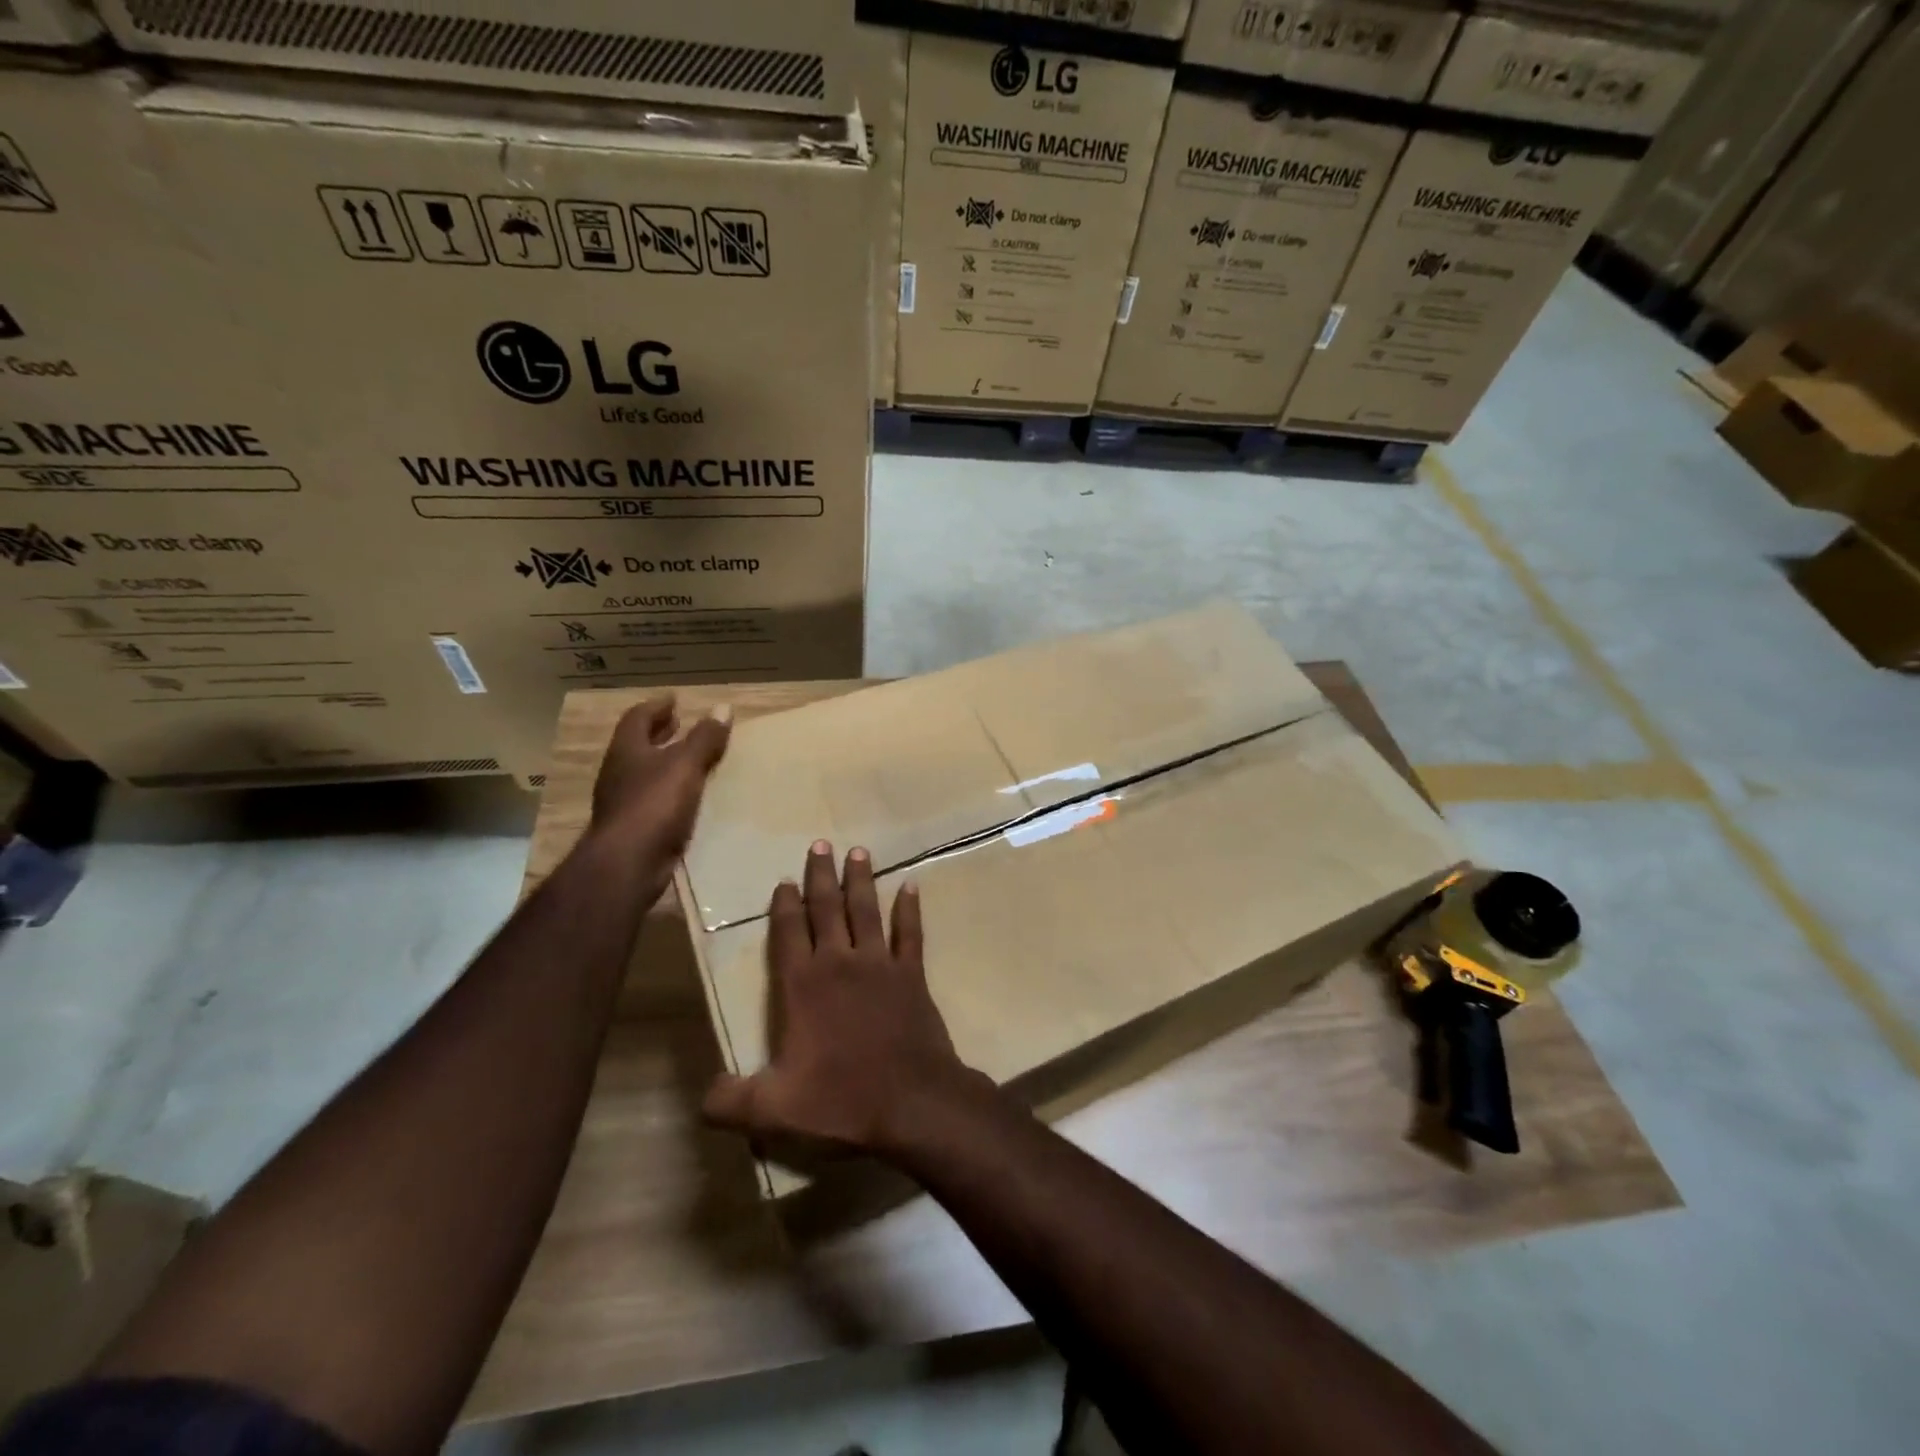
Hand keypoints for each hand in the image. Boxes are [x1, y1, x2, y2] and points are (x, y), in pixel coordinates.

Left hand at [589, 697, 730, 864]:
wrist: (628, 864)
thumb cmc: (654, 804)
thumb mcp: (685, 765)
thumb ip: (704, 738)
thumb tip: (723, 708)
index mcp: (627, 751)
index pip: (637, 719)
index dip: (656, 707)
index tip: (674, 700)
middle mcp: (619, 773)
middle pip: (637, 745)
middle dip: (658, 734)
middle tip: (679, 724)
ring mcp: (623, 803)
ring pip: (644, 774)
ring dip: (665, 764)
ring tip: (691, 760)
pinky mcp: (633, 829)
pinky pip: (654, 800)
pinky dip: (670, 792)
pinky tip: (690, 797)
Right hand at [703, 842, 986, 1159]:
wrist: (912, 1102)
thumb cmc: (841, 1100)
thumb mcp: (773, 1109)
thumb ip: (731, 1100)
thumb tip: (702, 1098)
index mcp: (803, 986)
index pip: (788, 933)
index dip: (784, 905)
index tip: (784, 880)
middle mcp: (840, 963)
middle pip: (827, 909)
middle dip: (821, 876)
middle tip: (821, 843)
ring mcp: (880, 965)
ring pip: (867, 910)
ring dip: (861, 880)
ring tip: (858, 851)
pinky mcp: (912, 975)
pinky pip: (911, 933)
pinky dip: (910, 909)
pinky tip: (912, 886)